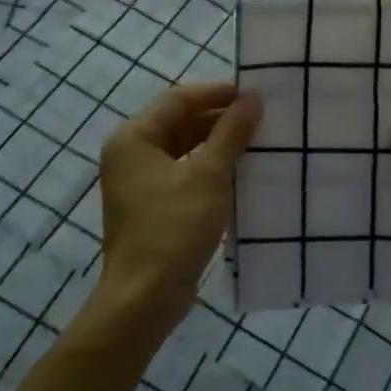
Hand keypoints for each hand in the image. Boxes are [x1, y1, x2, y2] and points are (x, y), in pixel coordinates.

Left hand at [95, 81, 260, 329]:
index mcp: (134, 138)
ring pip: (182, 149)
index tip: (254, 94)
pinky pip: (182, 174)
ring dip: (216, 144)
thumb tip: (252, 100)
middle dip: (219, 118)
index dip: (216, 92)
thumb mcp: (209, 176)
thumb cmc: (174, 228)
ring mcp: (138, 183)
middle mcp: (130, 154)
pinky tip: (239, 173)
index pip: (178, 99)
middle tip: (260, 118)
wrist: (144, 297)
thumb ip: (231, 133)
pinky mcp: (150, 206)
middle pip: (178, 122)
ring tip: (256, 141)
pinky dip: (208, 169)